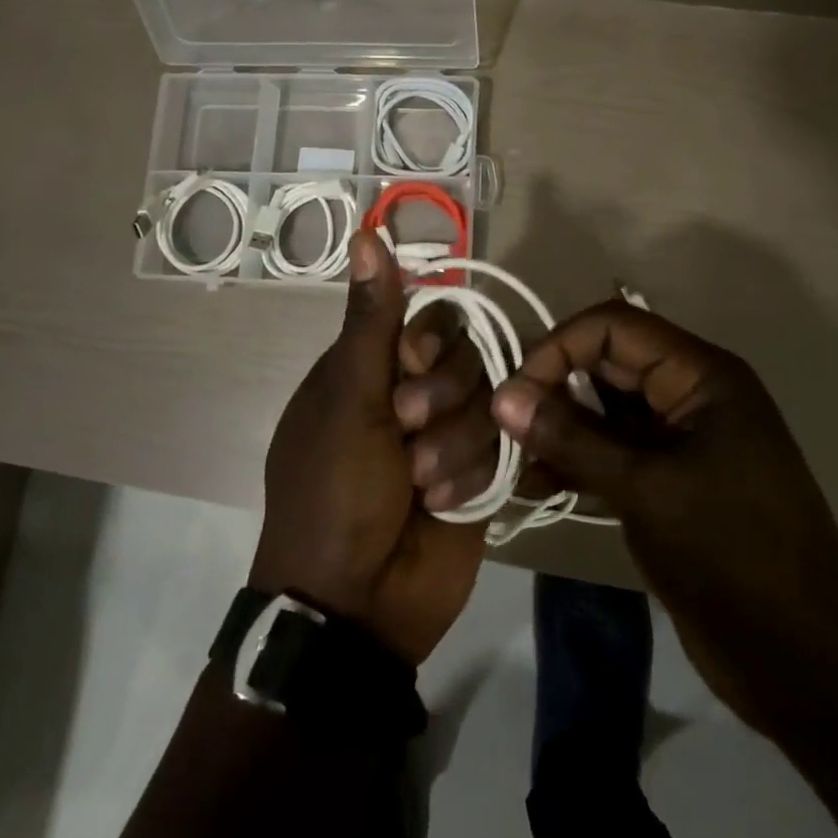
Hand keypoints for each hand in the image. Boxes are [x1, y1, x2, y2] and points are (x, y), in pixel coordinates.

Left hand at [249, 230, 485, 664]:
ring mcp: (451, 431)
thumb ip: (372, 320)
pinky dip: (474, 475)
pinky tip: (444, 506)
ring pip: (491, 398)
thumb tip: (366, 230)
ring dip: (455, 444)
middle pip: (467, 353)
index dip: (431, 338)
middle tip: (406, 434)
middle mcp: (415, 389)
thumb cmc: (333, 491)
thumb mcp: (348, 401)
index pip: (429, 316)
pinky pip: (505, 445)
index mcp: (373, 365)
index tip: (411, 363)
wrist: (355, 606)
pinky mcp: (483, 471)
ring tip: (421, 485)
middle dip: (441, 398)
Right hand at [491, 302, 837, 735]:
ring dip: (559, 429)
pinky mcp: (670, 480)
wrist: (809, 667)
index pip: (615, 327)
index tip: (515, 391)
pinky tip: (535, 485)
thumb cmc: (734, 557)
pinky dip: (576, 462)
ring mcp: (681, 439)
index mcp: (701, 375)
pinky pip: (613, 452)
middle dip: (553, 387)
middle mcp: (690, 393)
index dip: (560, 347)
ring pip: (605, 411)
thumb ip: (573, 438)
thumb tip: (503, 396)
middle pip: (607, 364)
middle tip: (503, 425)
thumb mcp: (646, 490)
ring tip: (512, 460)